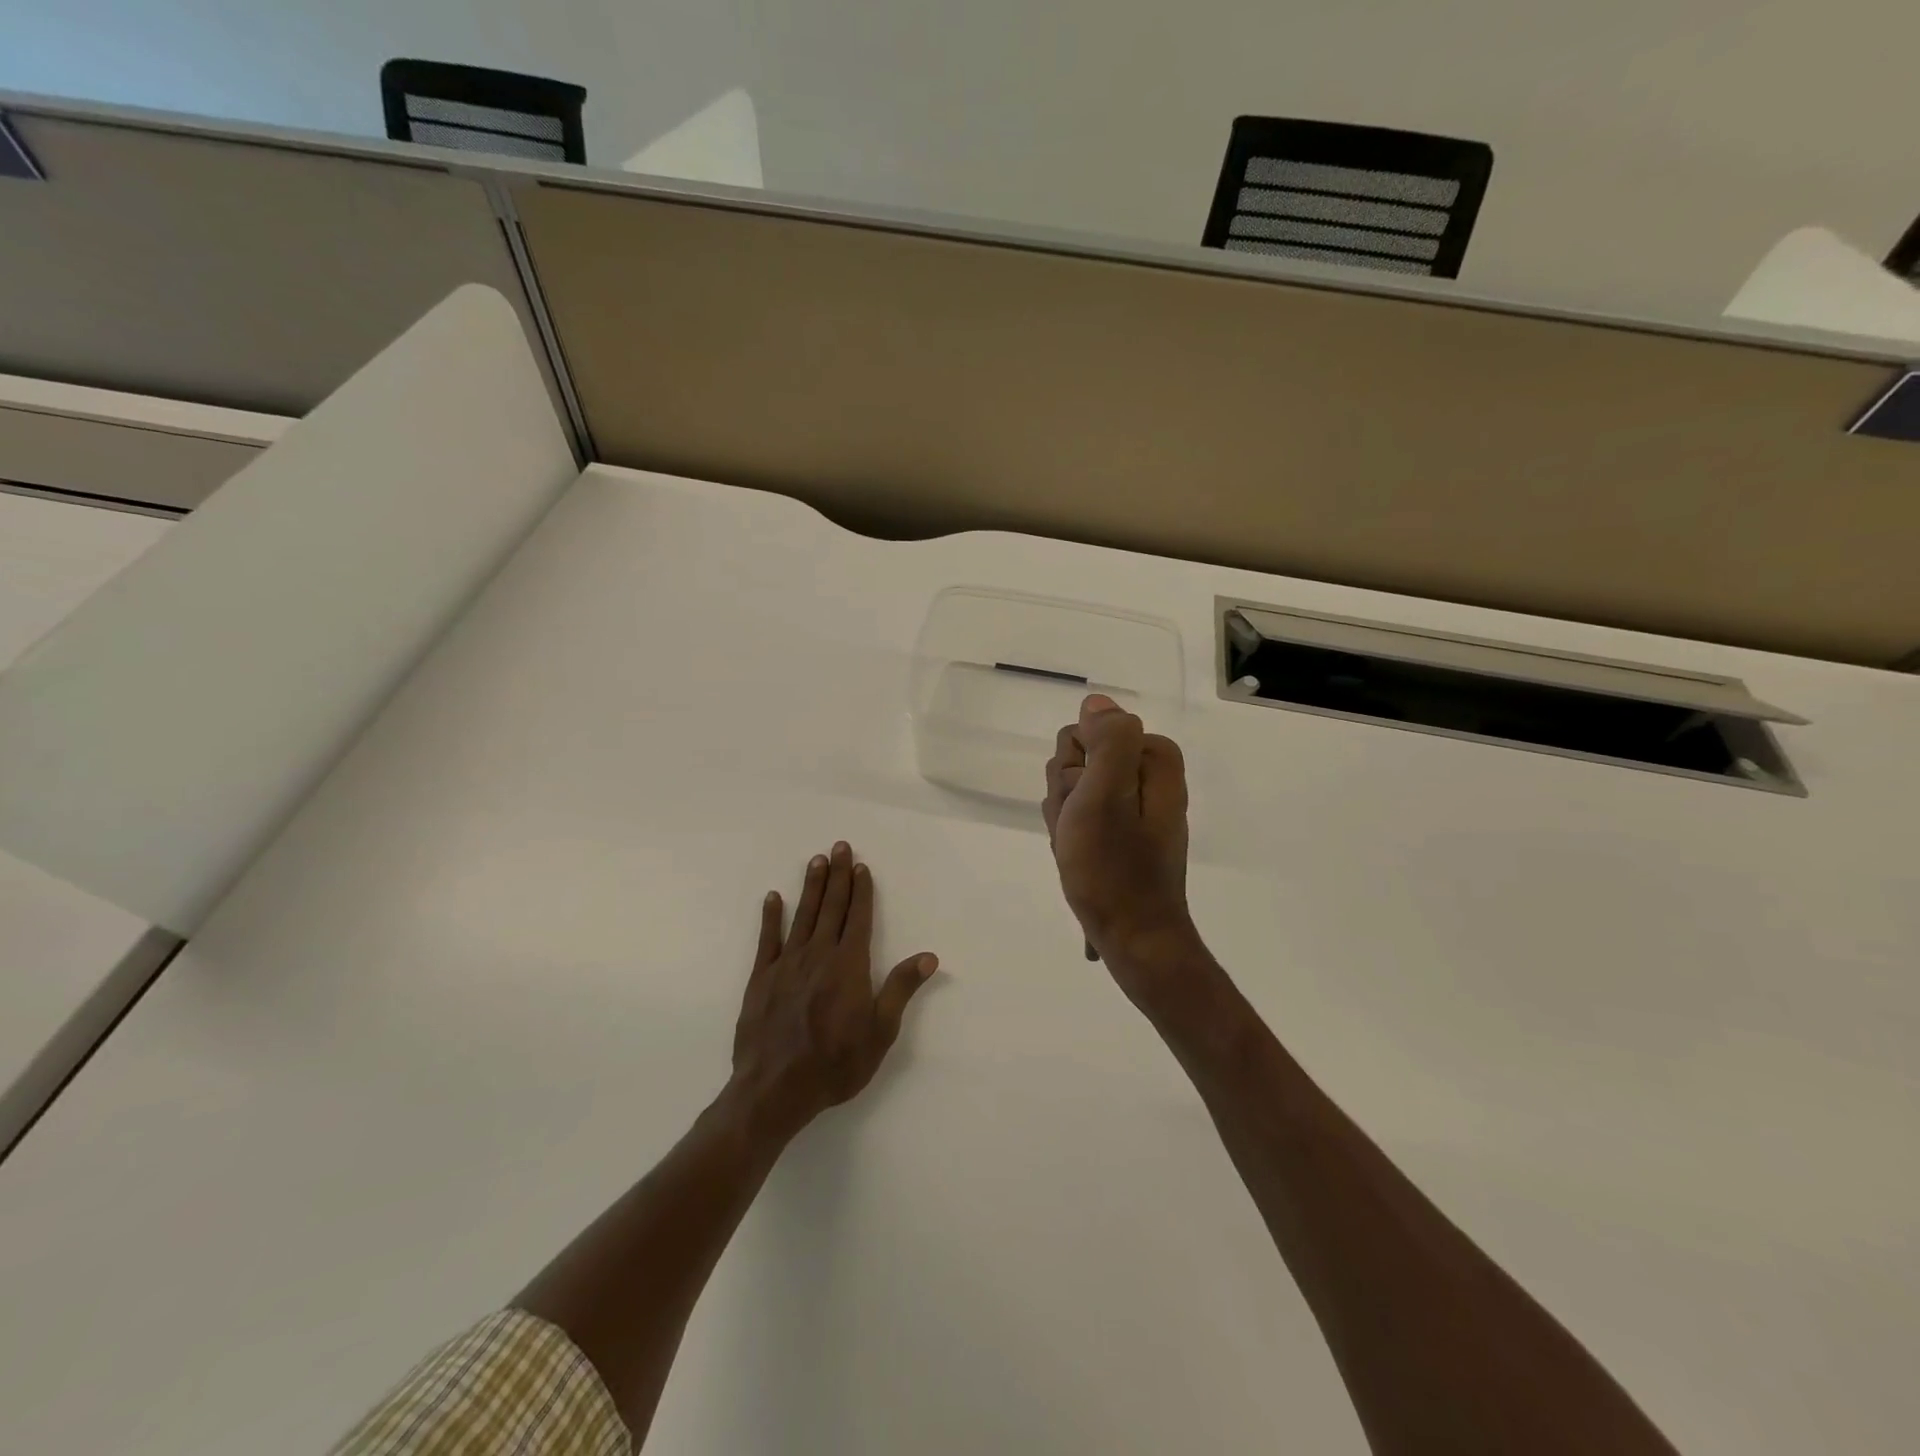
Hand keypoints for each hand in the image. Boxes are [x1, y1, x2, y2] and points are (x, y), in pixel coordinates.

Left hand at [729, 842, 937, 1140]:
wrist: (775, 1090)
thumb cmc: (836, 1063)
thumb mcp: (880, 1032)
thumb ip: (900, 989)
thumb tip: (928, 956)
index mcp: (849, 966)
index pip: (858, 918)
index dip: (861, 891)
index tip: (861, 866)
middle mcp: (818, 955)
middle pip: (831, 907)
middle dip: (838, 876)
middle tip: (839, 846)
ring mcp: (786, 964)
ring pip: (802, 915)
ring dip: (811, 887)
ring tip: (816, 860)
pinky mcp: (761, 978)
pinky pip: (767, 940)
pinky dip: (771, 917)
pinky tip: (773, 897)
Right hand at [1043, 695, 1197, 984]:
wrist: (1133, 937)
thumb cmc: (1115, 869)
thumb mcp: (1106, 796)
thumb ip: (1108, 740)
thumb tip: (1098, 703)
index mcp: (1152, 759)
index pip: (1082, 733)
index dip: (1071, 771)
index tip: (1084, 806)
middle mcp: (1147, 775)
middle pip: (1076, 761)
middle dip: (1067, 796)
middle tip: (1082, 832)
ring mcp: (1133, 804)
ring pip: (1072, 789)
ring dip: (1065, 820)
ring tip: (1081, 851)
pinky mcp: (1122, 830)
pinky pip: (1079, 815)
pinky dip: (1072, 837)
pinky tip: (1081, 861)